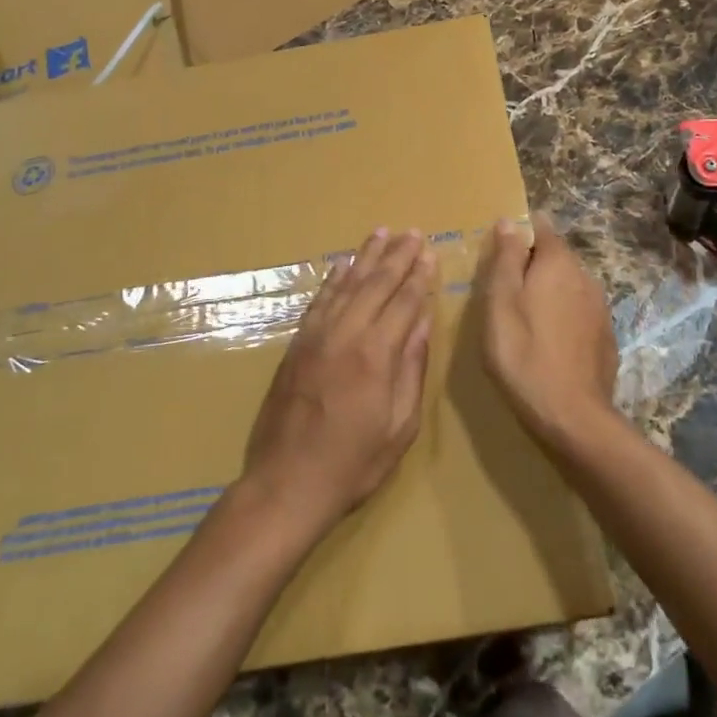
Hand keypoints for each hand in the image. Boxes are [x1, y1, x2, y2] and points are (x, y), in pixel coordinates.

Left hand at [241, 228, 435, 537]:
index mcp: (376, 356)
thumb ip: (411, 370)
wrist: (286, 484)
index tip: (429, 252)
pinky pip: (319, 301)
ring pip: (346, 285)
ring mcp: (316, 337)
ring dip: (366, 257)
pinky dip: (333, 279)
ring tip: (382, 233)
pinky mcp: (296, 345)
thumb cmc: (352, 463)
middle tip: (412, 232)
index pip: (404, 302)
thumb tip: (421, 324)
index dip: (419, 276)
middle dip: (397, 256)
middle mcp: (345, 335)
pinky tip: (343, 264)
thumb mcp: (399, 427)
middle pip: (376, 284)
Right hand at [477, 215, 619, 447]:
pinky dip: (562, 317)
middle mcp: (585, 276)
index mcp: (558, 263)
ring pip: (568, 285)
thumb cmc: (524, 355)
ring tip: (523, 320)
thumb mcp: (500, 304)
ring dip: (547, 293)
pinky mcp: (605, 336)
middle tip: (503, 293)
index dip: (518, 233)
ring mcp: (600, 308)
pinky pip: (578, 312)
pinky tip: (547, 343)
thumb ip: (505, 260)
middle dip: (531, 266)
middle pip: (555, 257)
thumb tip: (508, 221)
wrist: (573, 417)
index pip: (541, 227)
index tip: (498, 254)